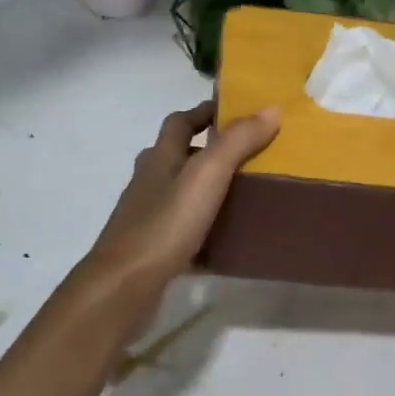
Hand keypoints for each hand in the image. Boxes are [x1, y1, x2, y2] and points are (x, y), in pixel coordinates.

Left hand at [84, 100, 279, 289]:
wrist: (123, 287)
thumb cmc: (164, 224)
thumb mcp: (206, 176)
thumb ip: (237, 142)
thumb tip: (270, 109)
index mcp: (160, 157)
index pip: (180, 122)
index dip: (204, 111)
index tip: (236, 109)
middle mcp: (150, 182)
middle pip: (178, 156)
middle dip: (209, 151)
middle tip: (250, 155)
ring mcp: (147, 217)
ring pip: (180, 195)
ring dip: (207, 191)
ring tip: (246, 195)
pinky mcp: (152, 250)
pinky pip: (184, 232)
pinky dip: (205, 231)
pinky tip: (227, 241)